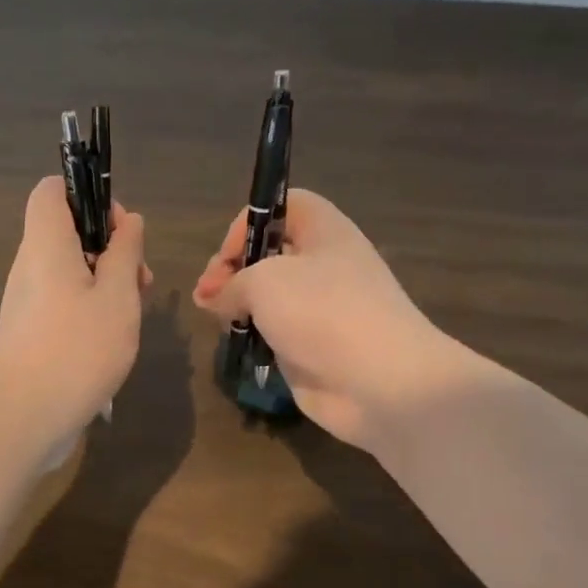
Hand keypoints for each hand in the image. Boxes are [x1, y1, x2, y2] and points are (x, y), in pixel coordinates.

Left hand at [0, 176, 149, 444]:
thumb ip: (125, 253)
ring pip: (69, 270)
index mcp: (45, 243)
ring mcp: (26, 300)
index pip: (52, 190)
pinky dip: (90, 307)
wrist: (24, 416)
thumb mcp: (117, 296)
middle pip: (67, 231)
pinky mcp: (30, 331)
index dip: (88, 195)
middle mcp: (29, 265)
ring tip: (133, 312)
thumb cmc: (77, 348)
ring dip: (105, 281)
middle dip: (109, 246)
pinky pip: (62, 300)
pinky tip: (112, 338)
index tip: (120, 230)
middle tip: (139, 280)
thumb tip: (129, 223)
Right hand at [193, 189, 474, 451]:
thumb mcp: (264, 281)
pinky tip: (238, 343)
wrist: (380, 381)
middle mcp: (324, 264)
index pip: (282, 206)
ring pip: (268, 296)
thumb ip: (230, 283)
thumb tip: (213, 298)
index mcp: (324, 231)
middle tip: (207, 295)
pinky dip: (254, 335)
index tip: (227, 257)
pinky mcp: (312, 346)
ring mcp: (320, 308)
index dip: (250, 223)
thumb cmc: (323, 312)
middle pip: (269, 253)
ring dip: (238, 305)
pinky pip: (274, 331)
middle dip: (232, 269)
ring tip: (218, 319)